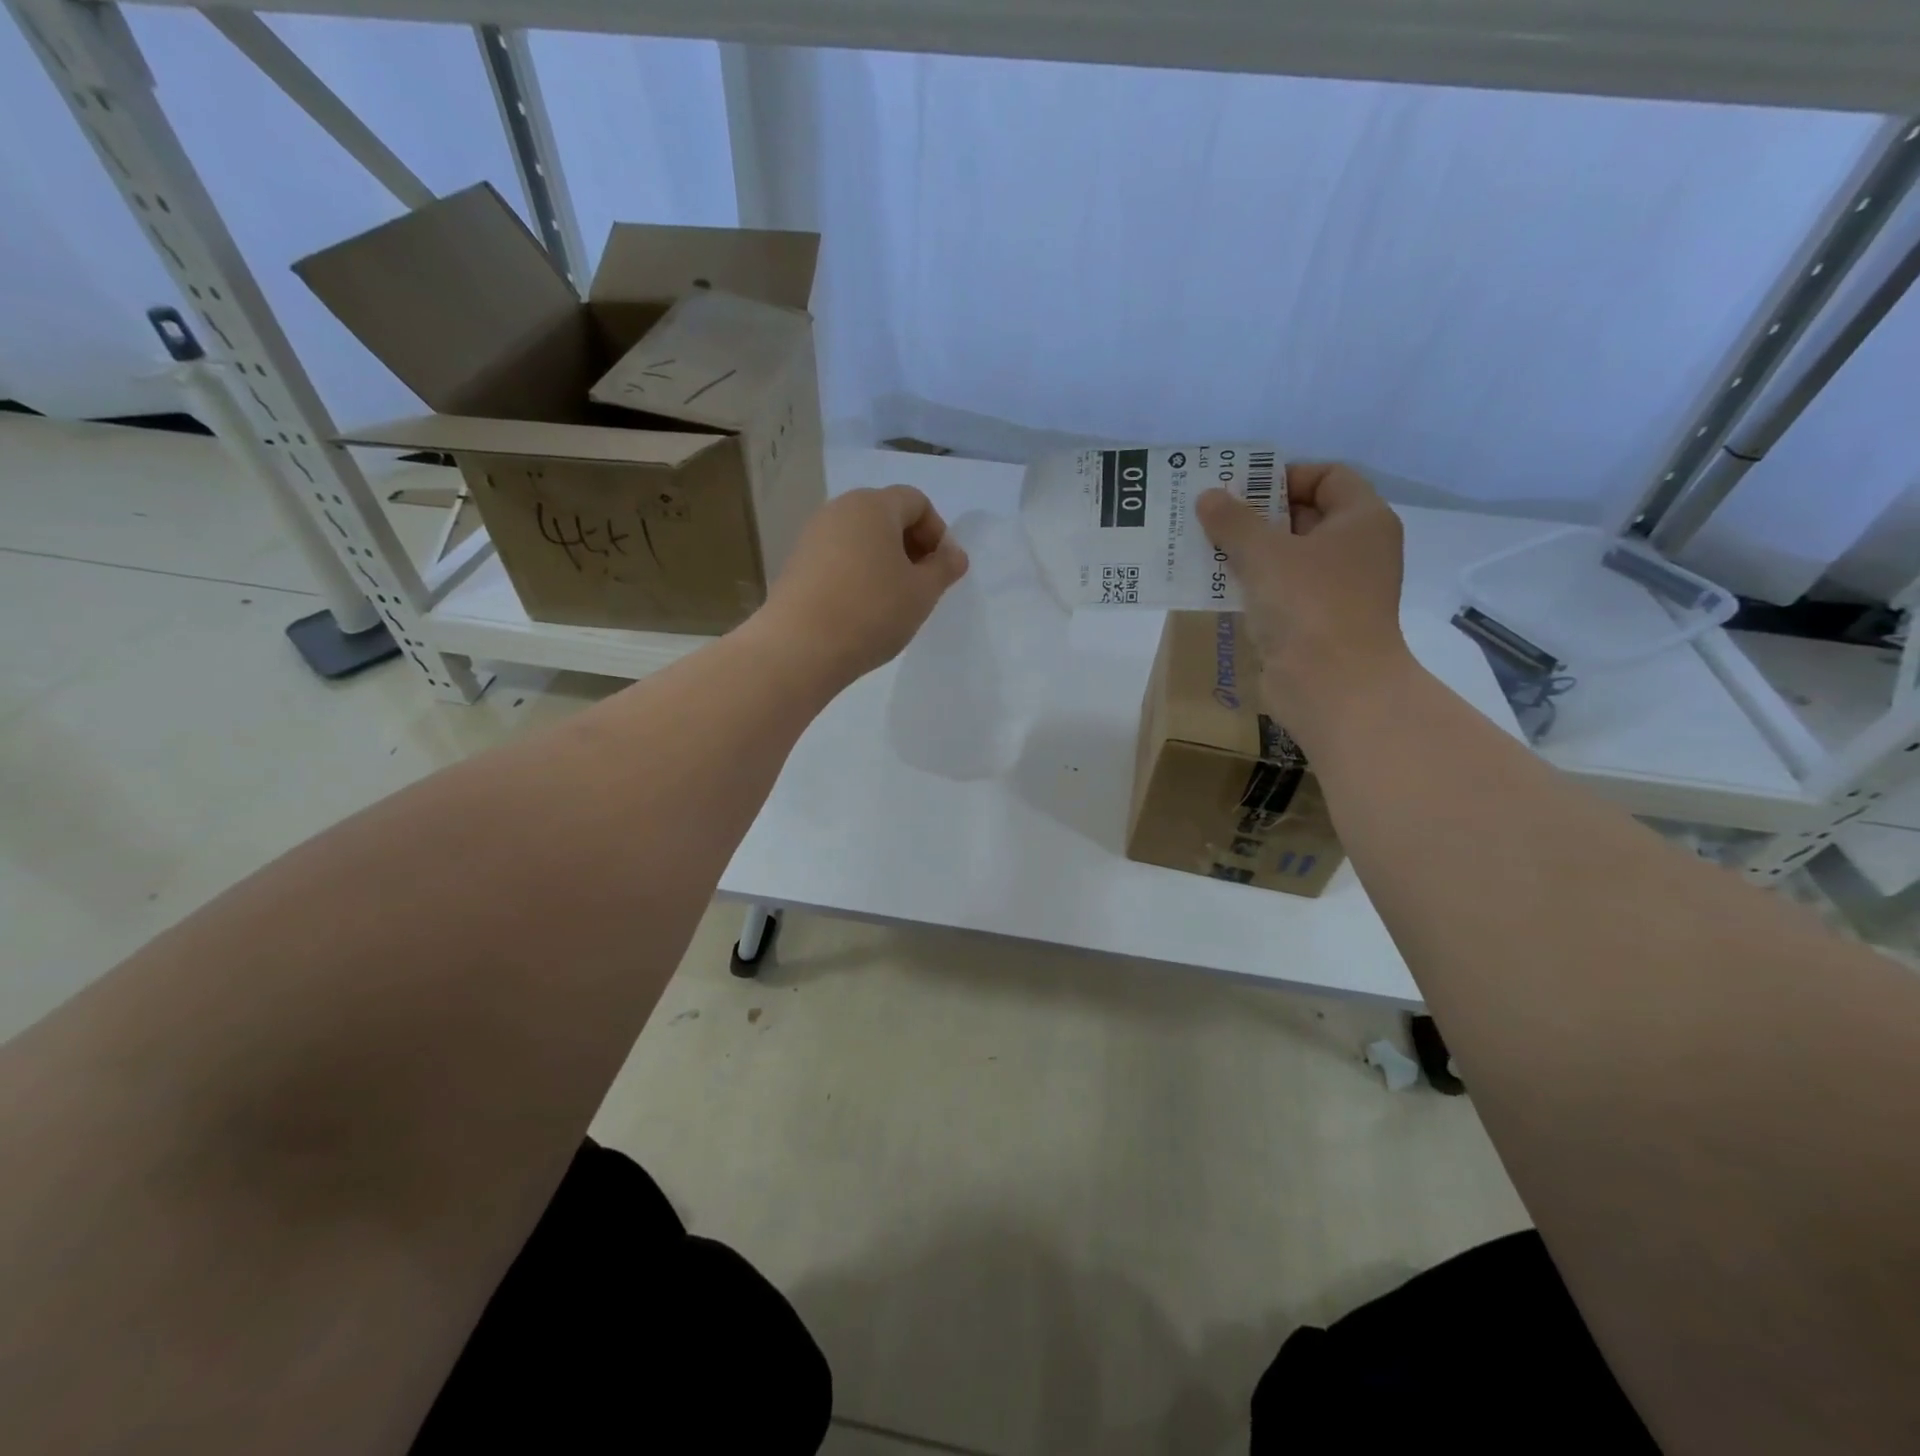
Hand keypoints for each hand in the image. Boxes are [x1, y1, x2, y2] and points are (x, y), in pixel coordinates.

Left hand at [751, 484, 969, 688]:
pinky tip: (861, 609)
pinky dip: (857, 574)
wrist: (800, 647)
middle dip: (910, 546)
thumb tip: (954, 554)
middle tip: (920, 585)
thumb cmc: (872, 611)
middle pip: (886, 516)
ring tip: (892, 601)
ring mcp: (812, 536)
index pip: (916, 501)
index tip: (941, 570)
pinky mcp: (796, 564)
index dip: (937, 533)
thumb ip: (944, 568)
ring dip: (883, 562)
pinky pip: (838, 558)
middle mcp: (839, 510)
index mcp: (873, 505)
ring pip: (860, 539)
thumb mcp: (922, 592)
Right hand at [1196, 463, 1412, 744]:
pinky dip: (1252, 586)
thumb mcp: (1264, 553)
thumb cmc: (1308, 605)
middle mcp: (1356, 551)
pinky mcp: (1315, 624)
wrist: (1332, 686)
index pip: (1328, 477)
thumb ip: (1233, 521)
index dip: (1284, 475)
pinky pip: (1280, 592)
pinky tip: (1215, 587)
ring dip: (1248, 552)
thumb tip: (1208, 496)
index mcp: (1361, 520)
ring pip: (1288, 558)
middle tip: (1211, 515)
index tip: (1241, 487)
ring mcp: (1337, 590)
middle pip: (1305, 516)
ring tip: (1203, 548)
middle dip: (1257, 514)